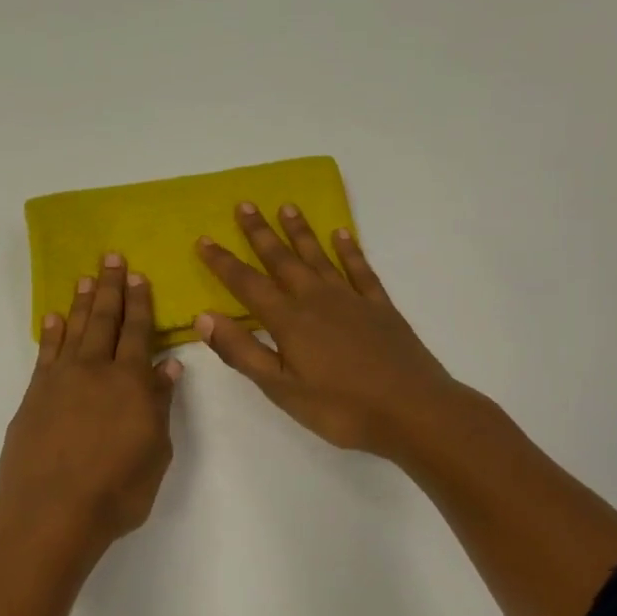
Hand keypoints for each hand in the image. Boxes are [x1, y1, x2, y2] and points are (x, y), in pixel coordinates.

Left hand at [0, 255, 183, 559]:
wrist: (49, 513)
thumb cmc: (115, 492)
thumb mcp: (155, 454)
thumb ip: (160, 406)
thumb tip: (168, 367)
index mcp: (131, 384)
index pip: (139, 333)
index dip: (140, 304)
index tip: (139, 276)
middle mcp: (96, 371)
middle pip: (105, 321)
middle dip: (111, 288)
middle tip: (111, 257)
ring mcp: (60, 380)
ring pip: (75, 330)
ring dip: (82, 302)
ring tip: (86, 276)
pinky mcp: (34, 395)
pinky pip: (46, 353)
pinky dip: (51, 332)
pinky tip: (54, 317)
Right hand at [193, 204, 463, 458]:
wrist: (412, 410)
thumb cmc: (341, 408)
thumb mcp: (281, 389)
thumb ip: (242, 352)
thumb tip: (204, 317)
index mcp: (289, 321)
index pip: (247, 284)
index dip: (223, 262)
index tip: (204, 239)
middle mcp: (317, 299)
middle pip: (282, 259)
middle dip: (260, 233)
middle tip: (245, 204)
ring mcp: (352, 299)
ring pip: (319, 257)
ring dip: (300, 232)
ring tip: (287, 207)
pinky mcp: (380, 307)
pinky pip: (360, 269)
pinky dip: (349, 250)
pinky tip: (341, 234)